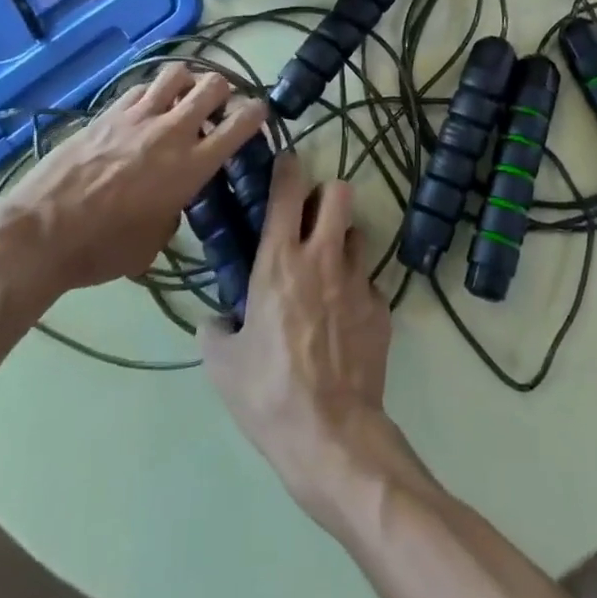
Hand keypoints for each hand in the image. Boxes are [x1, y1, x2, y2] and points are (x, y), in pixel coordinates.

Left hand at [0, 63, 268, 301]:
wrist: (40, 234)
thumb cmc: (101, 250)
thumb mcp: (153, 243)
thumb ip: (175, 211)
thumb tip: (173, 200)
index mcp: (191, 166)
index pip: (240, 123)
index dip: (257, 112)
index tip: (259, 112)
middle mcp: (172, 131)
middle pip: (213, 84)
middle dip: (223, 90)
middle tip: (217, 106)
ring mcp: (138, 115)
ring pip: (178, 72)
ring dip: (188, 81)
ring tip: (182, 97)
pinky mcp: (108, 111)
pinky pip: (142, 86)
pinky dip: (153, 92)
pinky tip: (145, 109)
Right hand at [200, 153, 402, 524]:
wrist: (331, 436)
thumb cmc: (268, 393)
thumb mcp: (223, 365)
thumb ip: (214, 330)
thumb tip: (214, 320)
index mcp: (280, 261)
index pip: (289, 190)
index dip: (288, 167)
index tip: (286, 161)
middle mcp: (323, 257)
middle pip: (339, 192)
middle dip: (326, 195)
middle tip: (311, 218)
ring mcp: (358, 280)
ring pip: (358, 233)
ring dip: (343, 241)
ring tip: (329, 268)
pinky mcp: (381, 307)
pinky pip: (368, 282)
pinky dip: (355, 290)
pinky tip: (343, 319)